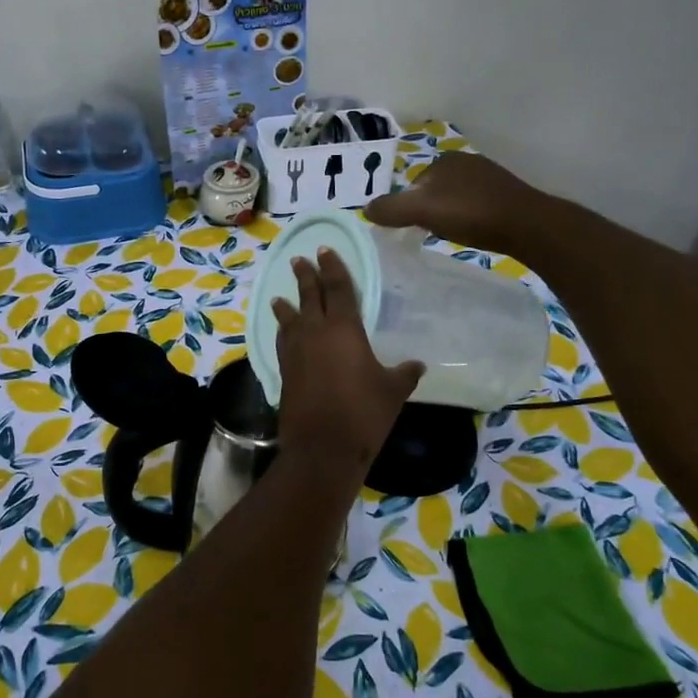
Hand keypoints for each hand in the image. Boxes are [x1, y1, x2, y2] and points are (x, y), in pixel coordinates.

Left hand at [271, 249, 423, 472]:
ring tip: (280, 296)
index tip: (325, 250)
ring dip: (286, 304)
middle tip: (301, 260)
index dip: (332, 268)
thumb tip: (417, 365)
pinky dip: (283, 331)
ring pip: (289, 318)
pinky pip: (283, 341)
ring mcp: (295, 351)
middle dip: (306, 276)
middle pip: (308, 296)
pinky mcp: (284, 371)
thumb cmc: (363, 412)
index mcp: (344, 329)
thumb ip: (404, 373)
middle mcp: (315, 332)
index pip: (337, 288)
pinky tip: (284, 333)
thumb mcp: (393, 391)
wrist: (322, 446)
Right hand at [366, 152, 540, 253]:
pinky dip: (470, 218)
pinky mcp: (507, 195)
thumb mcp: (421, 211)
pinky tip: (475, 232)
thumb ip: (390, 209)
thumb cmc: (470, 213)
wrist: (527, 225)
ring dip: (450, 215)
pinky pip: (476, 206)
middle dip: (429, 210)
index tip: (413, 228)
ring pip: (455, 198)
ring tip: (454, 234)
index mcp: (444, 160)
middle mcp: (466, 162)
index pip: (413, 184)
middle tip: (432, 233)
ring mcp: (489, 177)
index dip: (409, 207)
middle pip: (434, 191)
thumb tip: (364, 209)